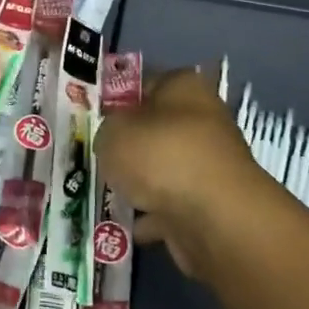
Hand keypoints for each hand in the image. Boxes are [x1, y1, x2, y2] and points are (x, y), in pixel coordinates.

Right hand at [97, 67, 288, 280]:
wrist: (214, 219)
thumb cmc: (160, 155)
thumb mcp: (113, 131)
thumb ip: (107, 129)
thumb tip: (115, 138)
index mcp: (183, 87)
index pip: (145, 84)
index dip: (117, 100)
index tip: (94, 120)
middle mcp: (202, 120)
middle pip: (155, 129)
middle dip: (128, 146)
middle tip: (97, 158)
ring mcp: (209, 164)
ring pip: (163, 169)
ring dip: (139, 183)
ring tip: (106, 194)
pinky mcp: (211, 204)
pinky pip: (171, 205)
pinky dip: (151, 215)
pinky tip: (126, 224)